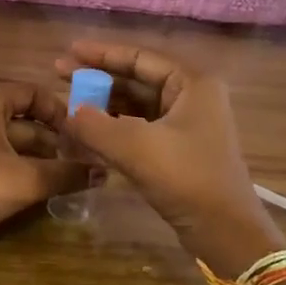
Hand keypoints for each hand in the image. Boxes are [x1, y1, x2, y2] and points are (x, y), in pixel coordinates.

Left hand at [0, 82, 90, 245]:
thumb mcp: (26, 180)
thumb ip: (67, 174)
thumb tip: (105, 172)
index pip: (33, 94)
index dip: (61, 112)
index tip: (81, 136)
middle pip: (21, 118)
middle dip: (51, 140)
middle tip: (78, 161)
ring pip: (6, 139)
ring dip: (34, 156)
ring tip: (62, 177)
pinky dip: (13, 166)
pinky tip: (30, 187)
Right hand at [53, 42, 282, 273]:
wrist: (225, 232)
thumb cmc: (187, 178)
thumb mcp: (136, 147)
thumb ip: (95, 125)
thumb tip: (67, 113)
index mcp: (192, 83)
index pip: (139, 57)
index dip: (101, 54)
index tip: (68, 52)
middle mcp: (193, 97)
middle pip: (137, 79)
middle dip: (98, 78)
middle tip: (60, 75)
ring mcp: (188, 125)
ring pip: (137, 106)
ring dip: (104, 105)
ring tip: (69, 104)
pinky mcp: (180, 150)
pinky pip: (141, 128)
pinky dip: (115, 128)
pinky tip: (88, 132)